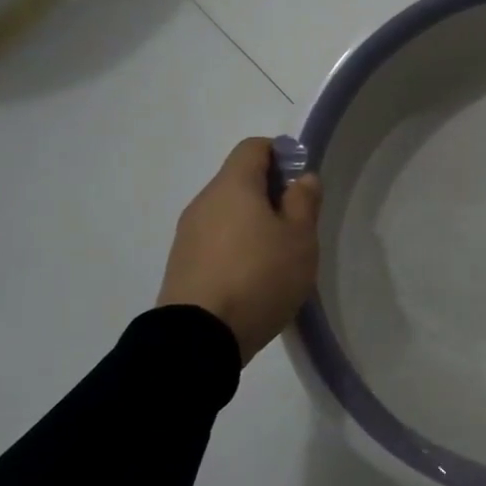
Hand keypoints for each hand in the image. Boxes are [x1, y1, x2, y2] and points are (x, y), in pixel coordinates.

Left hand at [158, 138, 322, 364]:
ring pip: (227, 213)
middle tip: (296, 225)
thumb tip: (302, 178)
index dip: (281, 155)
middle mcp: (204, 202)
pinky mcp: (181, 264)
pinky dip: (236, 247)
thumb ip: (304, 201)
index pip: (253, 147)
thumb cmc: (259, 276)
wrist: (199, 338)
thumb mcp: (299, 238)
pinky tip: (253, 278)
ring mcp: (187, 234)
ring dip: (253, 223)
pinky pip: (215, 241)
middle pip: (239, 180)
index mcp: (233, 186)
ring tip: (277, 258)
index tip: (300, 184)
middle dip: (270, 194)